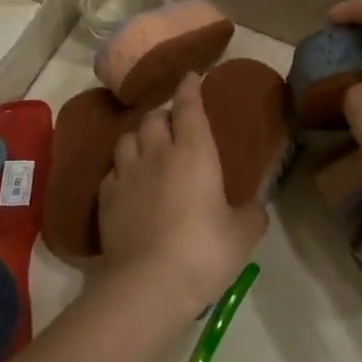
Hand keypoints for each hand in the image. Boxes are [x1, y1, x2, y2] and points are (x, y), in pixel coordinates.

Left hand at [97, 73, 266, 313]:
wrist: (148, 284)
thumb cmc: (204, 251)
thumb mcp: (243, 235)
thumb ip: (252, 214)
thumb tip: (256, 206)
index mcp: (195, 152)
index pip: (189, 106)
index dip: (190, 88)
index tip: (191, 77)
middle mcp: (157, 153)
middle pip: (154, 118)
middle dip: (164, 114)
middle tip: (173, 124)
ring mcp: (127, 174)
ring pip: (127, 139)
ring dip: (139, 137)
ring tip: (146, 147)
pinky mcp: (106, 199)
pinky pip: (112, 171)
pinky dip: (121, 169)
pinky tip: (128, 181)